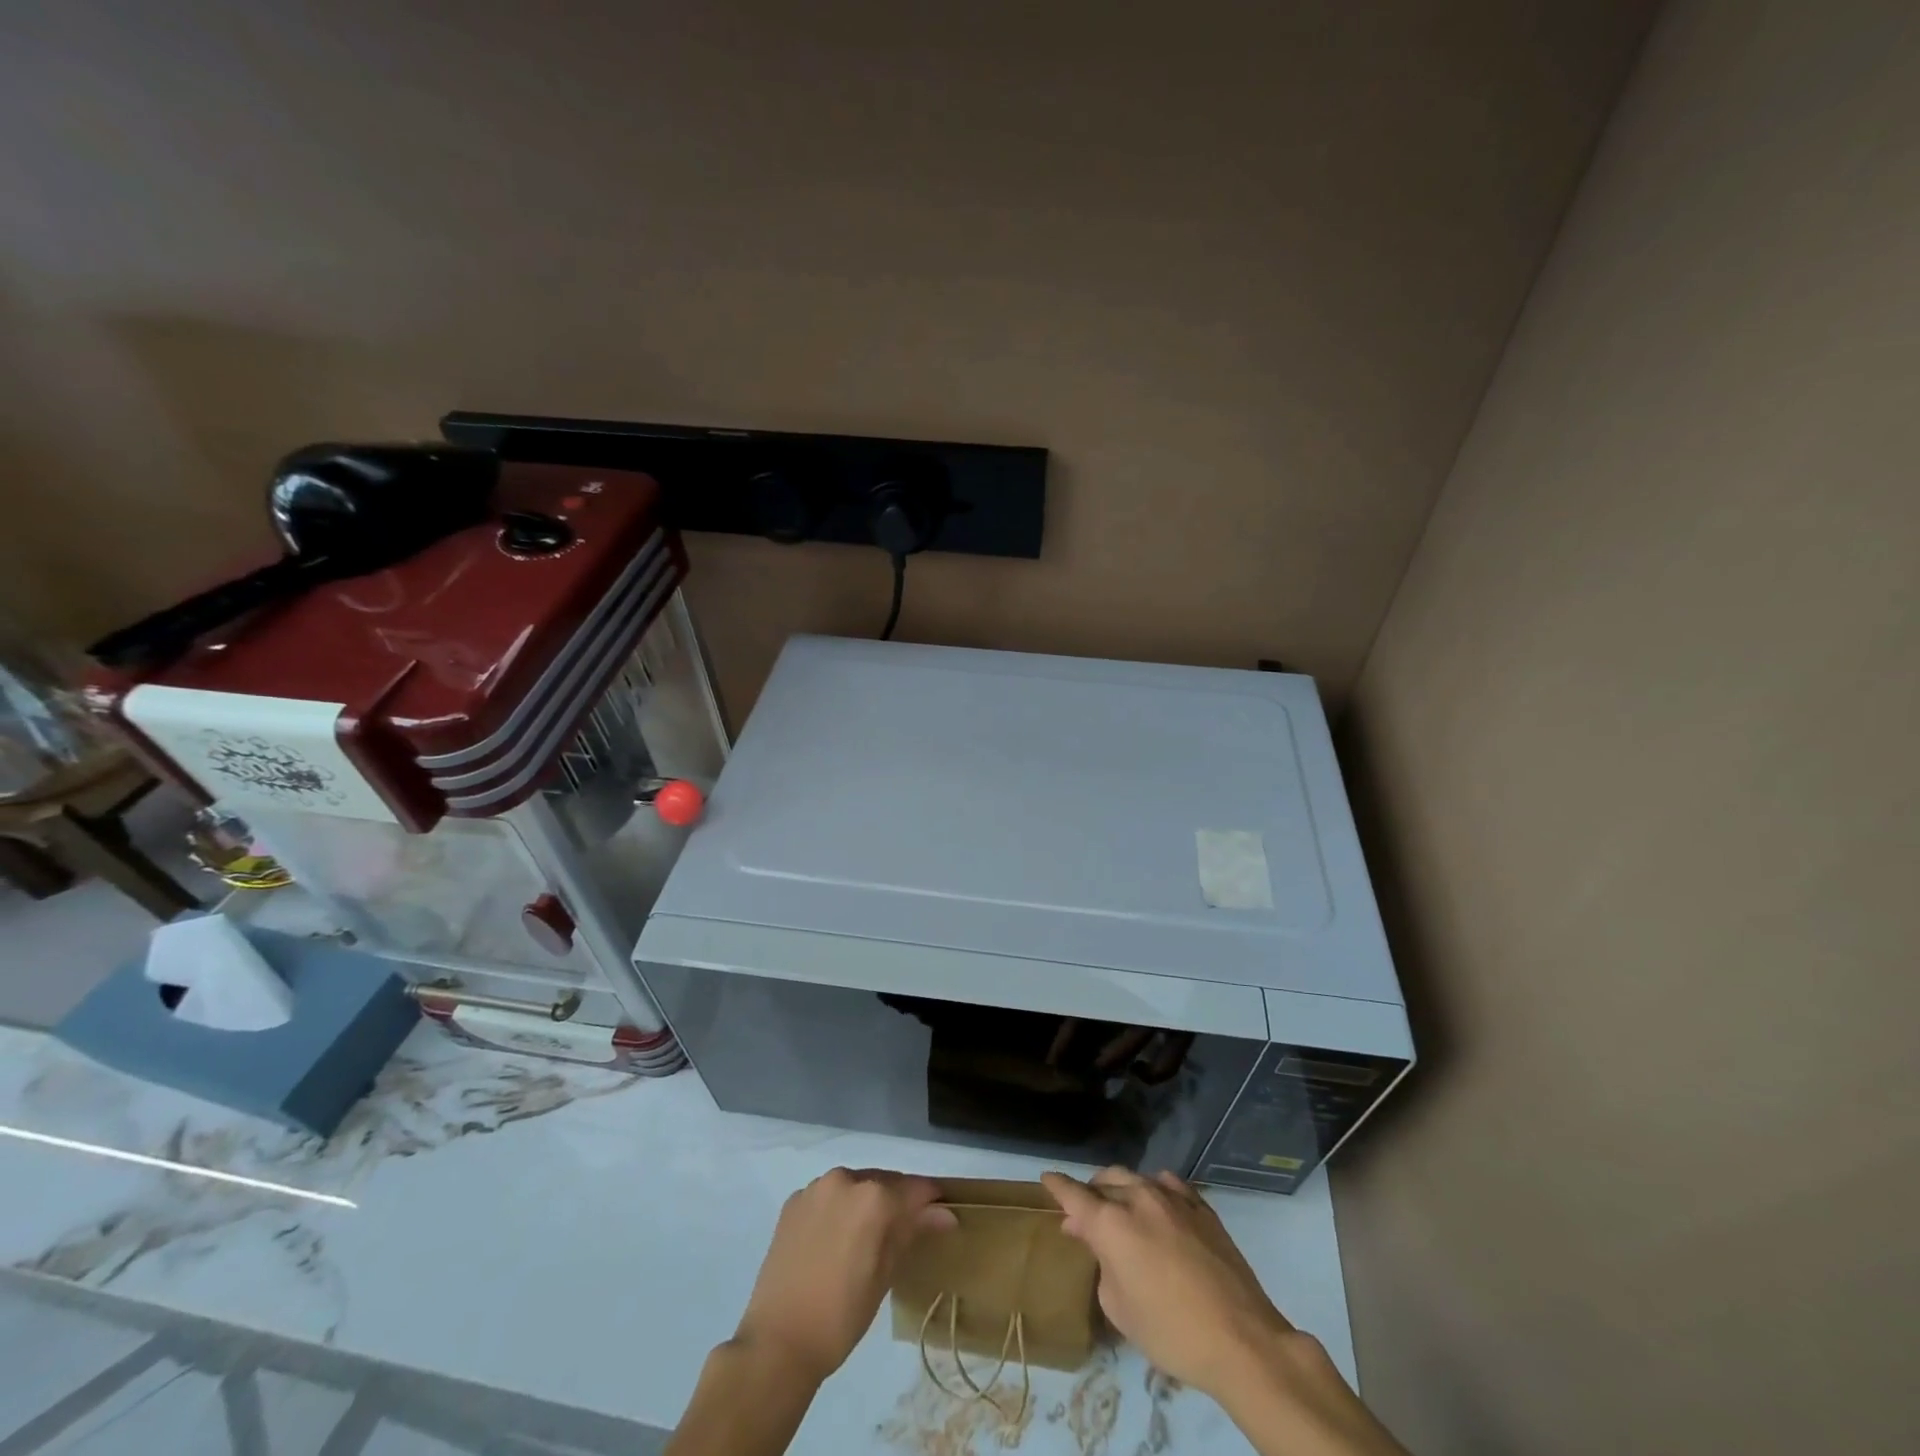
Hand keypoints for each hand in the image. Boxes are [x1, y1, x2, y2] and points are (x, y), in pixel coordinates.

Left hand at [734, 1167, 956, 1385]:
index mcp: (873, 1197)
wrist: (777, 1341)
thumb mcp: (885, 1275)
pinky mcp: (793, 1201)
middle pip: (884, 1182)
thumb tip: (944, 1214)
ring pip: (855, 1186)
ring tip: (870, 1236)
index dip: (932, 1202)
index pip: (915, 1189)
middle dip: (899, 1201)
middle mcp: (845, 1179)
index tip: (942, 1216)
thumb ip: (912, 1232)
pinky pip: (828, 1196)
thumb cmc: (841, 1315)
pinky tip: (838, 1238)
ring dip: (867, 1202)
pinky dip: (840, 1208)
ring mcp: (815, 1188)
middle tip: (907, 1230)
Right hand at [1042, 1167, 1294, 1398]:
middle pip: (1105, 1182)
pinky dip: (1153, 1190)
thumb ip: (1101, 1265)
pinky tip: (1156, 1203)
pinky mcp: (1202, 1206)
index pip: (1074, 1195)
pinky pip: (1168, 1185)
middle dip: (1090, 1193)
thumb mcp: (1119, 1309)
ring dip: (1121, 1190)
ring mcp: (1173, 1198)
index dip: (1057, 1186)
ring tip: (1119, 1209)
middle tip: (1084, 1216)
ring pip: (1135, 1178)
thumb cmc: (1170, 1332)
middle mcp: (1138, 1198)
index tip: (1047, 1179)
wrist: (1241, 1339)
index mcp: (1111, 1223)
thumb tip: (1097, 1241)